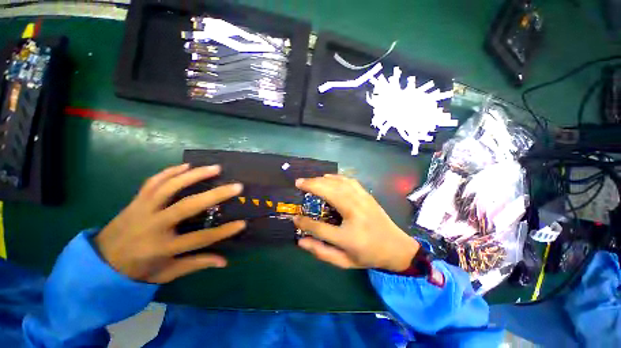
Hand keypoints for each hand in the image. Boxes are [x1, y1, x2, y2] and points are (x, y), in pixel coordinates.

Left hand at [94, 164, 244, 282]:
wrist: (100, 261)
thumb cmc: (137, 270)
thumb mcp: (167, 272)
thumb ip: (196, 264)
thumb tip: (224, 261)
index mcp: (162, 248)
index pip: (200, 238)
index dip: (223, 231)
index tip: (243, 223)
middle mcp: (153, 225)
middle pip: (187, 206)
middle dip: (215, 195)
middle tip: (236, 186)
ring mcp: (142, 209)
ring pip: (170, 187)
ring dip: (194, 175)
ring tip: (216, 168)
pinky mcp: (136, 200)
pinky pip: (153, 182)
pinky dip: (170, 171)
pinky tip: (186, 166)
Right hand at [294, 175, 418, 271]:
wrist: (396, 247)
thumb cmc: (368, 255)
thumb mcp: (344, 261)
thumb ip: (321, 252)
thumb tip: (300, 241)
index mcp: (349, 236)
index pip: (319, 227)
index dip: (304, 222)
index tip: (294, 218)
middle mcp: (355, 213)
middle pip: (329, 193)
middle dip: (311, 185)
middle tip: (298, 183)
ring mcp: (362, 200)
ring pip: (338, 183)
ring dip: (321, 179)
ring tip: (309, 180)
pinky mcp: (366, 195)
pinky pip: (348, 181)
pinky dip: (335, 177)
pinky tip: (327, 177)